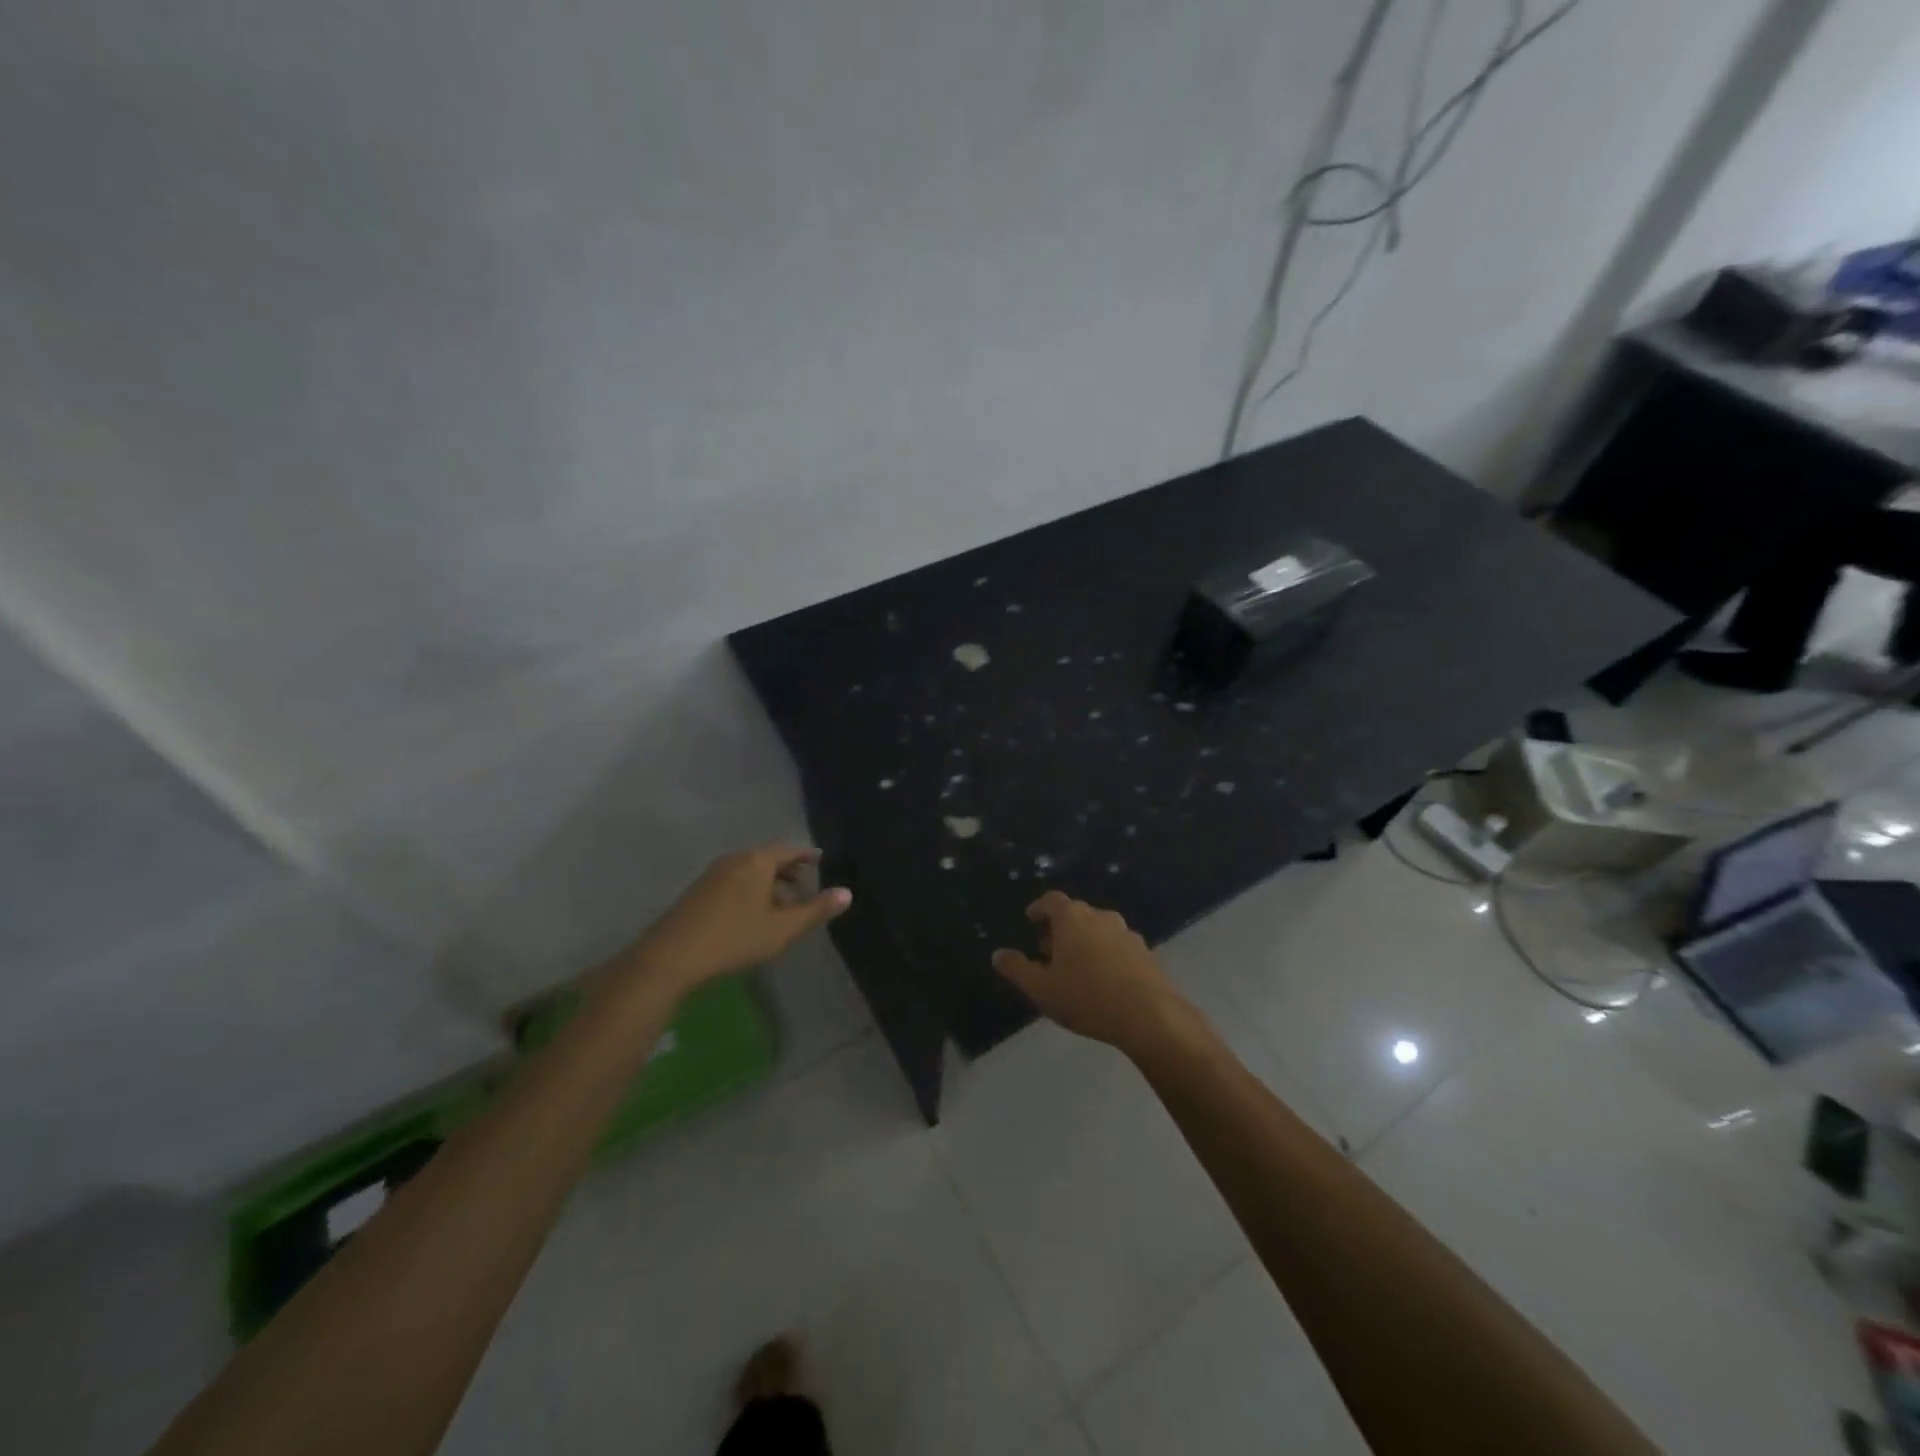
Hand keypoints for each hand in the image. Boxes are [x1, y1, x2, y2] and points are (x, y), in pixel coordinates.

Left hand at [624, 845, 850, 994]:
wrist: (671, 956)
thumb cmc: (735, 938)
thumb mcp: (783, 928)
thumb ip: (816, 909)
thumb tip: (847, 893)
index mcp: (757, 861)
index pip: (788, 849)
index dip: (806, 855)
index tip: (820, 859)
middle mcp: (734, 859)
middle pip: (768, 857)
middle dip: (788, 869)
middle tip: (806, 883)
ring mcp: (712, 874)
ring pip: (749, 870)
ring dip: (769, 882)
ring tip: (783, 903)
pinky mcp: (698, 891)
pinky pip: (734, 880)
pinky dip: (751, 888)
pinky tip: (753, 913)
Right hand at [992, 891, 1191, 1054]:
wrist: (1149, 1015)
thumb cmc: (1087, 997)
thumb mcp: (1042, 989)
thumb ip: (1017, 969)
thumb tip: (998, 954)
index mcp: (1072, 918)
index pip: (1051, 900)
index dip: (1039, 908)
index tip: (1031, 919)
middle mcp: (1100, 916)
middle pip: (1075, 913)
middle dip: (1059, 927)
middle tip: (1048, 950)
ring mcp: (1126, 932)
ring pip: (1097, 928)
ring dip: (1083, 940)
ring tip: (1075, 967)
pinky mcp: (1145, 951)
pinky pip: (1117, 944)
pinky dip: (1105, 953)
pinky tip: (1102, 979)